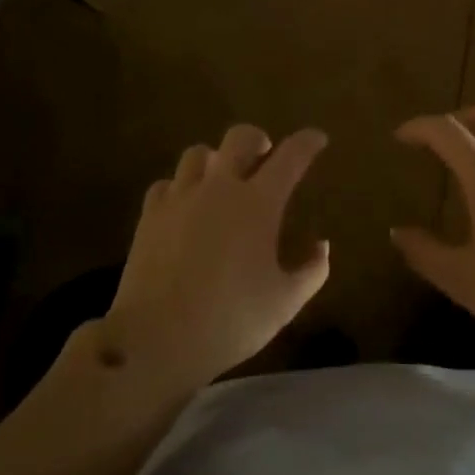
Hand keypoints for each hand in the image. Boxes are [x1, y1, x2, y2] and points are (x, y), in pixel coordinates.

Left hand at [101, 124, 330, 391]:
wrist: (156, 337)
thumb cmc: (229, 320)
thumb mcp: (284, 304)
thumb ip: (311, 271)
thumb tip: (323, 245)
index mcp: (259, 203)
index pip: (291, 156)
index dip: (308, 142)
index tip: (318, 139)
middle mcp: (220, 187)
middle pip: (239, 137)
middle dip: (257, 139)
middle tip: (264, 155)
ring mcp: (181, 196)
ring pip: (198, 153)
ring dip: (215, 159)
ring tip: (221, 178)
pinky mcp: (151, 213)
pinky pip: (167, 183)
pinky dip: (180, 187)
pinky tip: (184, 205)